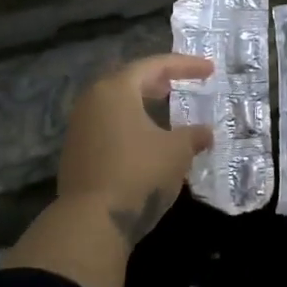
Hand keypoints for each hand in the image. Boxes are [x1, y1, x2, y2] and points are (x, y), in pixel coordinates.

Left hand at [58, 53, 214, 246]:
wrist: (92, 220)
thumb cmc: (139, 173)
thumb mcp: (177, 152)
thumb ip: (193, 135)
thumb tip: (205, 132)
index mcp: (116, 90)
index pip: (154, 66)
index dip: (185, 65)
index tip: (210, 70)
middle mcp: (92, 101)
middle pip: (129, 81)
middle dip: (158, 81)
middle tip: (181, 83)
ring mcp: (79, 127)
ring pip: (116, 105)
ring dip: (142, 104)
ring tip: (165, 110)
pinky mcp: (76, 152)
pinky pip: (108, 126)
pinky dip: (130, 124)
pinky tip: (146, 139)